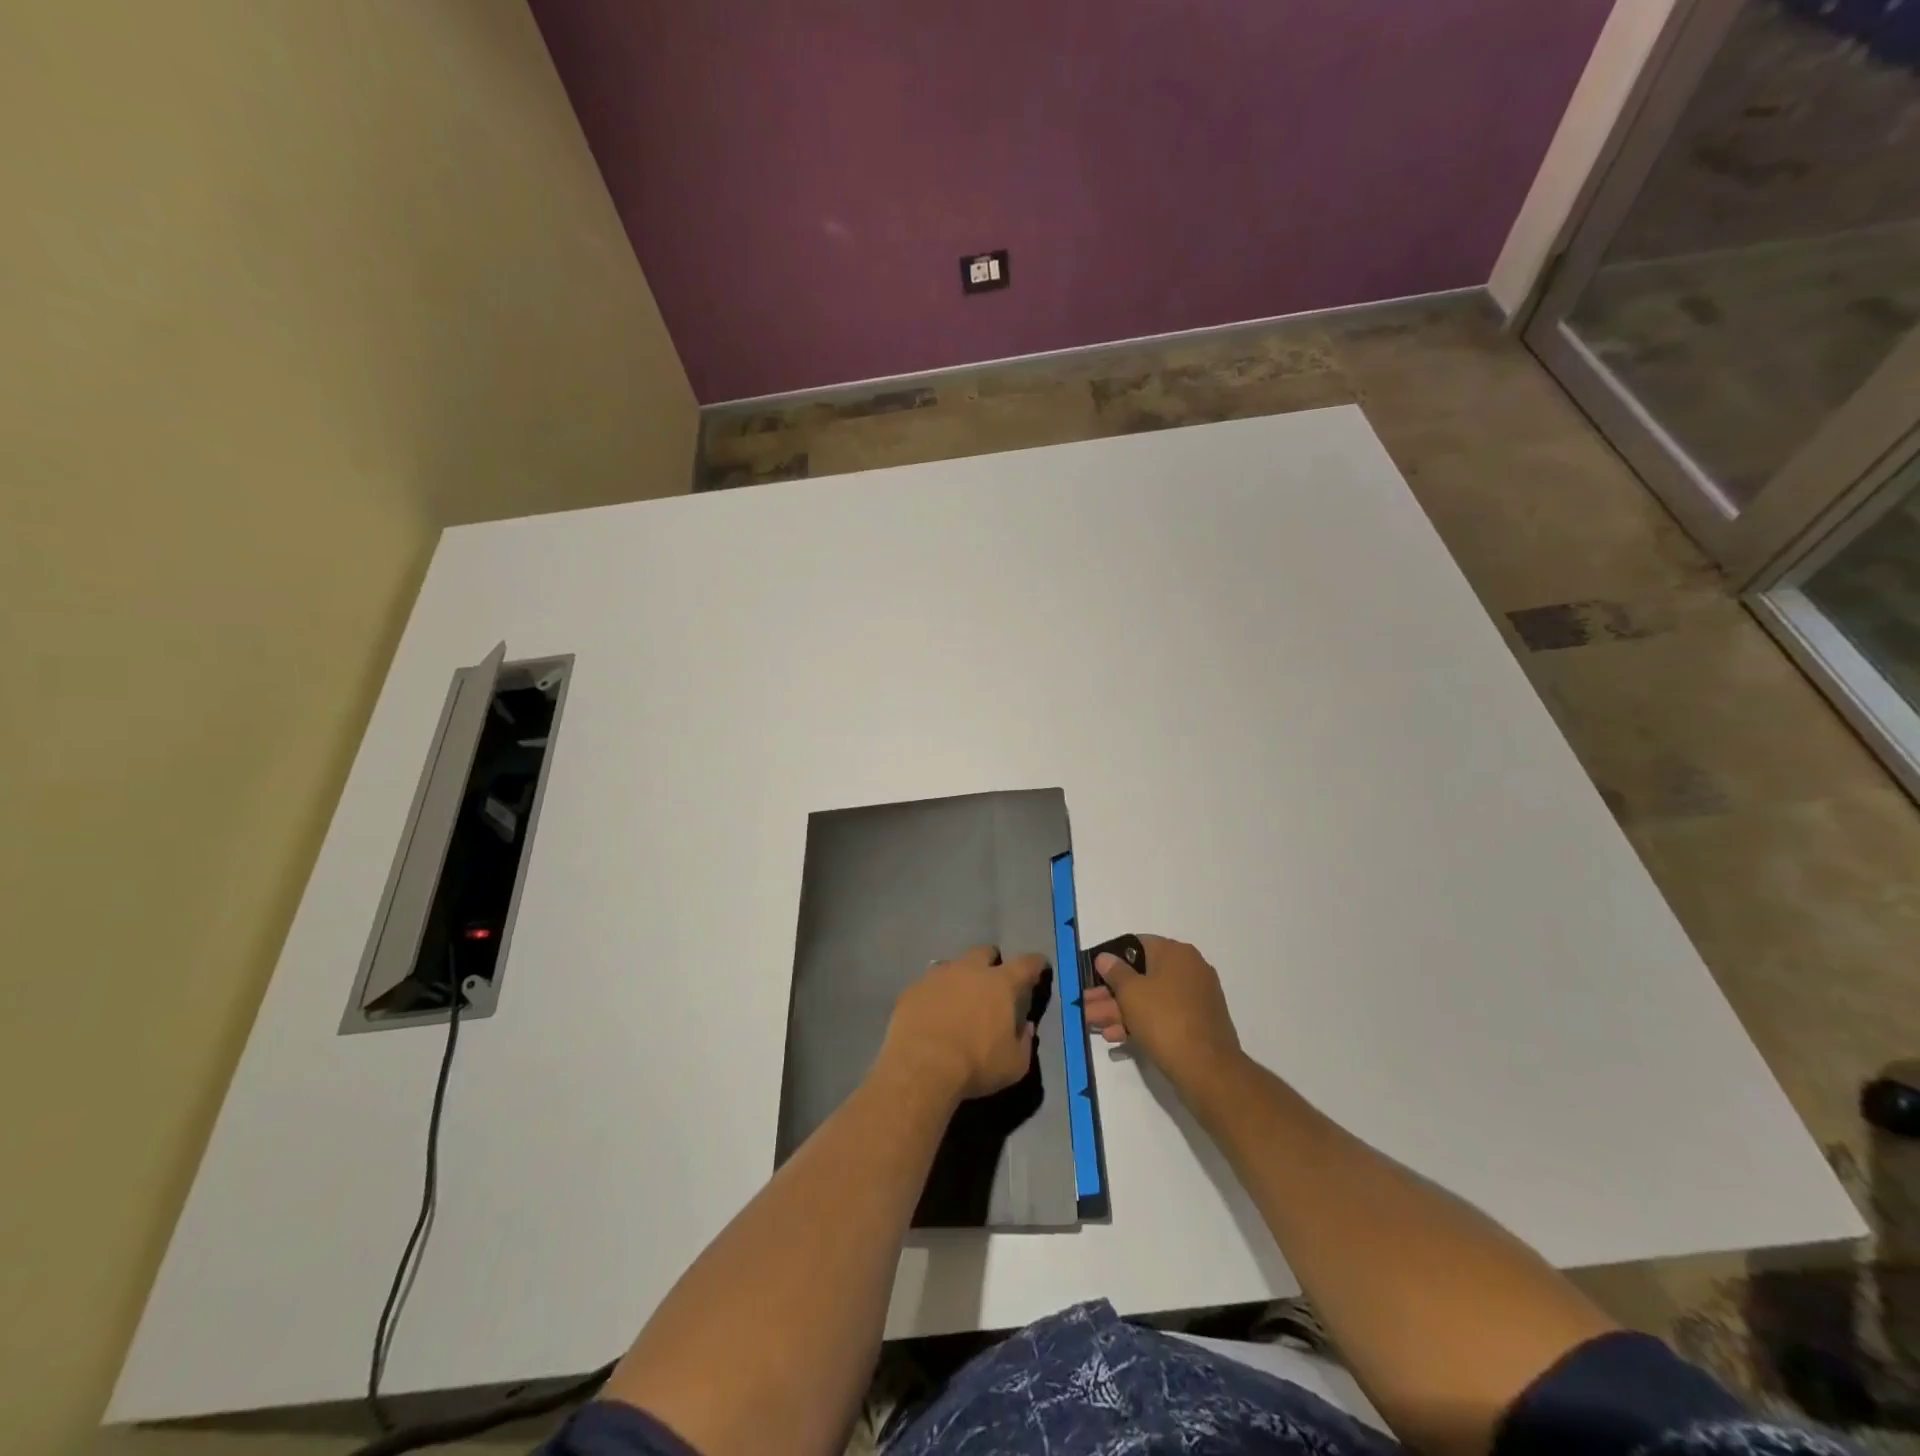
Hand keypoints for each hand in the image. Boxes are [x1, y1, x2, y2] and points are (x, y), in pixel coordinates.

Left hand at [879, 946, 1045, 1101]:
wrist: (921, 1066)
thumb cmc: (976, 1065)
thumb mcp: (1014, 1064)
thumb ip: (1025, 1042)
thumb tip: (1026, 1027)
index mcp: (1001, 984)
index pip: (1026, 964)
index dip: (1036, 963)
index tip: (1039, 965)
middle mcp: (970, 970)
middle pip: (985, 952)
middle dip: (992, 962)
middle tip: (992, 981)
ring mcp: (938, 975)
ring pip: (954, 965)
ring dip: (960, 977)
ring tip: (959, 999)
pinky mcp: (913, 988)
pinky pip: (929, 984)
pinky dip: (935, 994)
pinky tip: (932, 1013)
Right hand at [1083, 934, 1241, 1091]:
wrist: (1207, 1069)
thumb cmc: (1164, 1019)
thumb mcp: (1131, 992)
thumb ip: (1114, 972)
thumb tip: (1105, 957)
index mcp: (1176, 953)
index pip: (1137, 945)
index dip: (1111, 958)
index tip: (1093, 975)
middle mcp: (1189, 969)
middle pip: (1141, 975)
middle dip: (1110, 992)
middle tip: (1087, 1005)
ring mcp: (1195, 998)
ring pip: (1149, 998)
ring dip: (1119, 1010)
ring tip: (1093, 1025)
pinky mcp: (1196, 1024)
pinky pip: (1162, 1016)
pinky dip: (1140, 1023)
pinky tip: (1116, 1037)